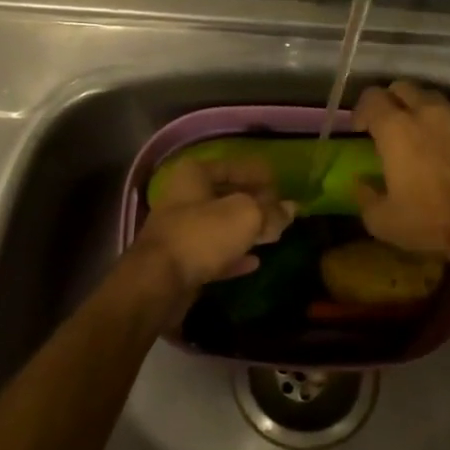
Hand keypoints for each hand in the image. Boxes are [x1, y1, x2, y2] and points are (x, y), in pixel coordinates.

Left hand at [129, 157, 294, 300]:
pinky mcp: (180, 260)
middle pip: (226, 196)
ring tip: (273, 235)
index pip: (233, 166)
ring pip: (220, 225)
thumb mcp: (246, 216)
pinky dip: (233, 255)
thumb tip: (291, 208)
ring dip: (245, 230)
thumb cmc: (202, 235)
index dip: (259, 175)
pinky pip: (213, 253)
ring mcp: (179, 230)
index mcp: (194, 175)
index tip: (283, 186)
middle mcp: (183, 197)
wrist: (159, 282)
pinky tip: (255, 262)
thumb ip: (271, 211)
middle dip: (254, 204)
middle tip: (281, 213)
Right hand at [352, 80, 449, 266]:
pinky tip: (449, 141)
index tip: (360, 130)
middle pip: (402, 87)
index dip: (361, 111)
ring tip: (421, 131)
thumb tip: (361, 180)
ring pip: (432, 97)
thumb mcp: (381, 220)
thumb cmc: (430, 221)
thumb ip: (364, 194)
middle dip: (391, 102)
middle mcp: (426, 110)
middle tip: (389, 126)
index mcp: (395, 128)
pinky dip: (448, 120)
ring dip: (420, 108)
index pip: (371, 97)